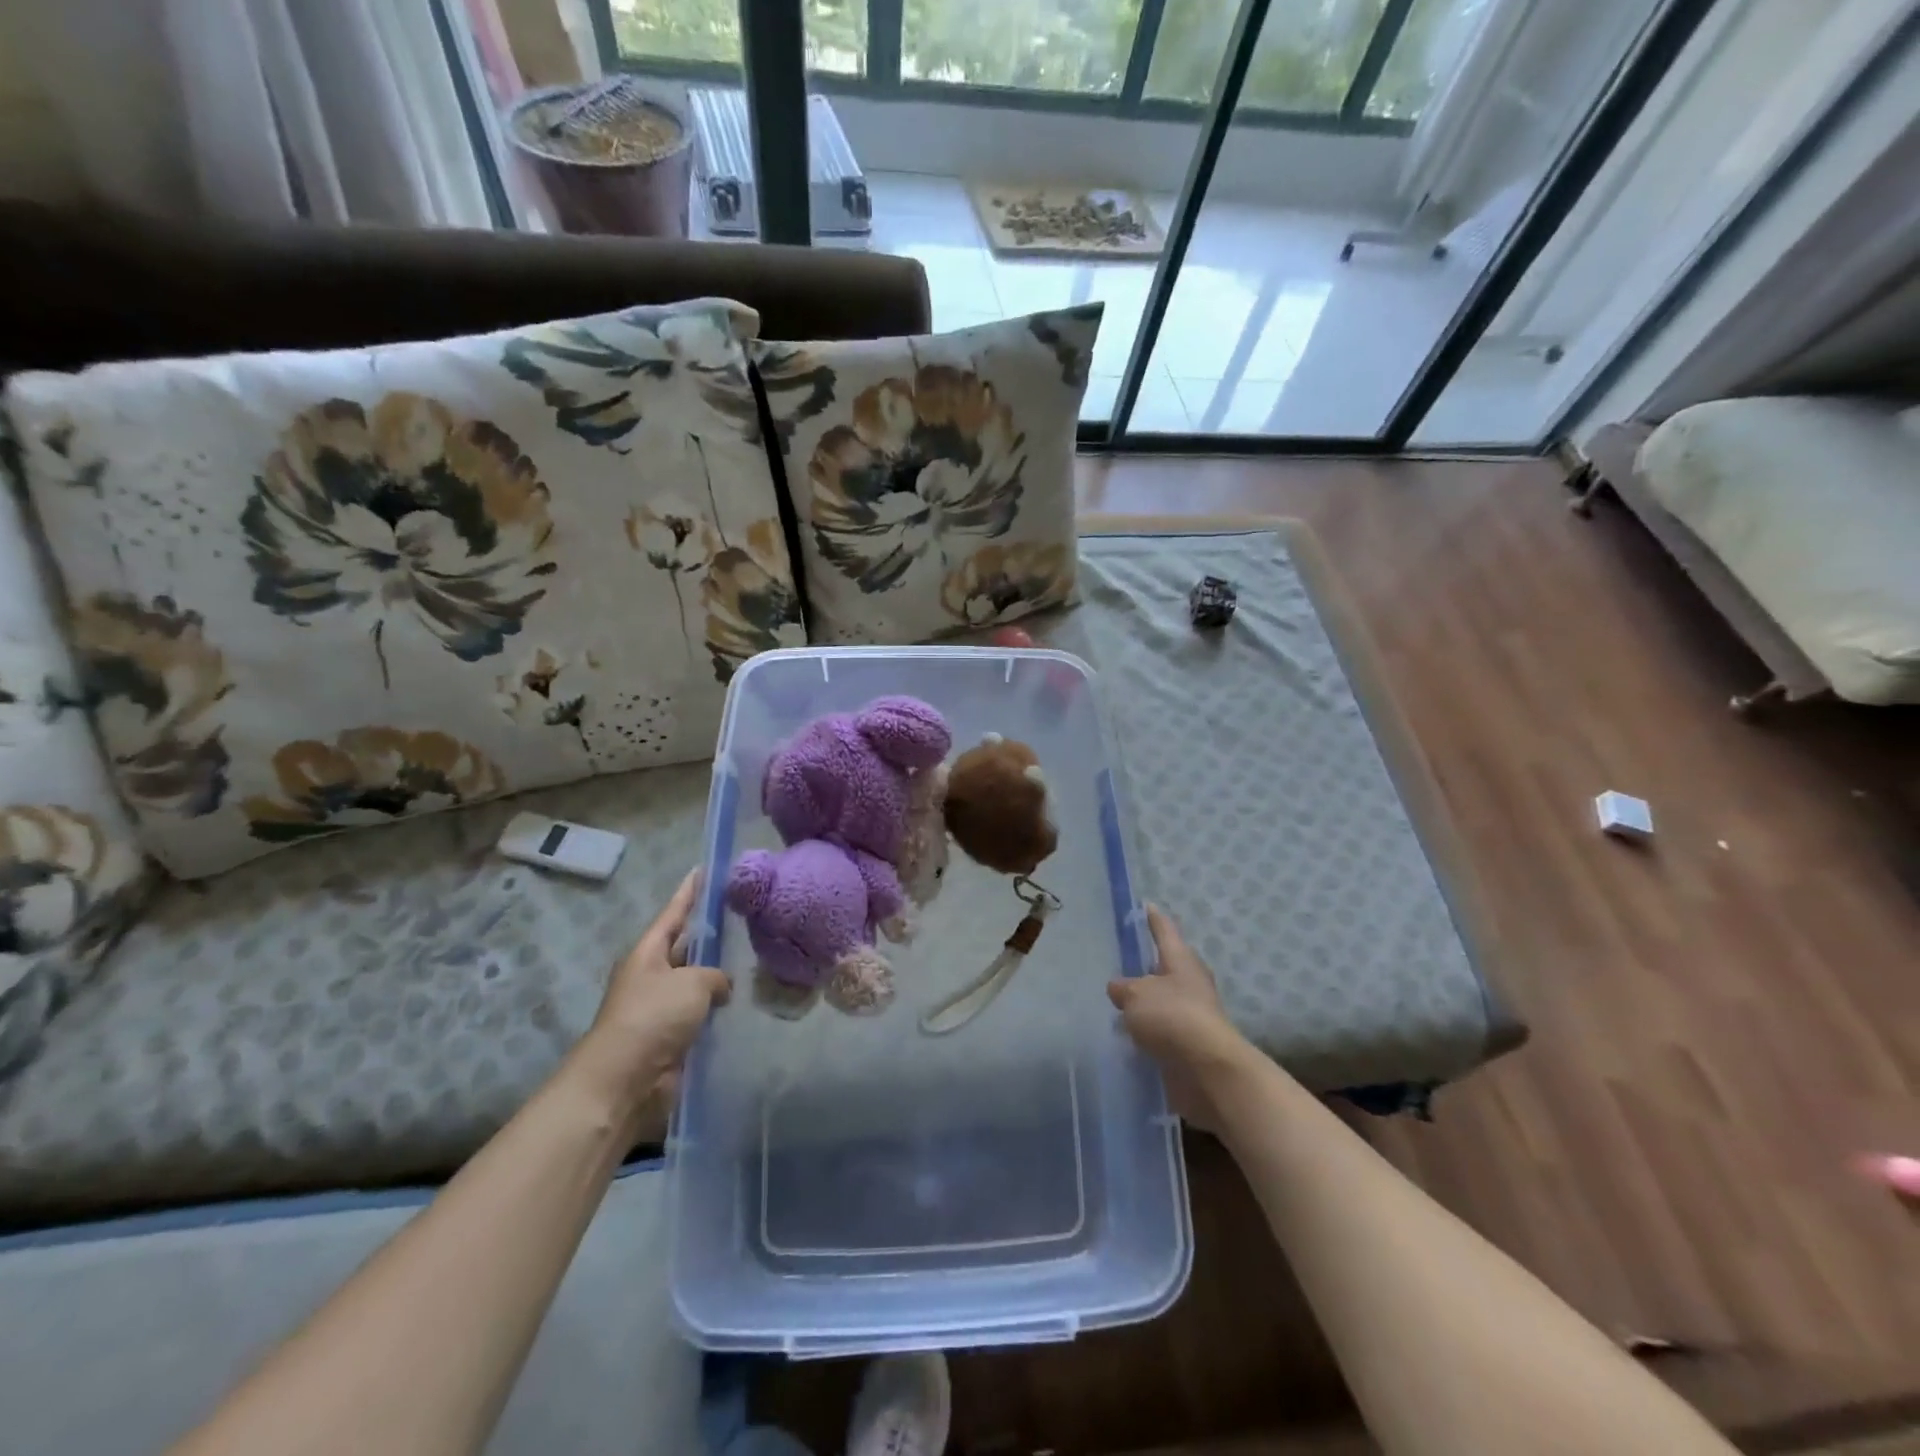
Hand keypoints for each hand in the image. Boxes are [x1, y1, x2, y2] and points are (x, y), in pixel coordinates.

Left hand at [574, 870, 730, 1118]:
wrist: (624, 1081)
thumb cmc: (652, 1017)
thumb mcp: (692, 982)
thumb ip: (714, 975)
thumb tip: (720, 986)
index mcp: (648, 953)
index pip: (673, 913)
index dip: (688, 892)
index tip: (702, 870)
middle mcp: (652, 977)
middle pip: (684, 948)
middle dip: (708, 935)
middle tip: (741, 917)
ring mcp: (660, 1010)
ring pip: (695, 983)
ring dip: (717, 976)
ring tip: (752, 959)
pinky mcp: (671, 1040)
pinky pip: (700, 1015)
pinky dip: (718, 1010)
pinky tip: (743, 1003)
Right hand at [1108, 905, 1253, 1131]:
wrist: (1207, 1072)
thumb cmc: (1172, 1017)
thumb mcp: (1136, 995)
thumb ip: (1123, 988)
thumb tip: (1118, 988)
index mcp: (1181, 960)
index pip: (1164, 930)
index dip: (1153, 918)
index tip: (1146, 905)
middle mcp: (1190, 984)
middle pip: (1165, 967)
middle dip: (1145, 965)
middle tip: (1118, 960)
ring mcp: (1191, 1016)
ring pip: (1162, 1001)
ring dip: (1144, 1002)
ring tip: (1115, 1001)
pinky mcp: (1188, 1046)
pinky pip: (1161, 1031)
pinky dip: (1146, 1031)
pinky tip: (1125, 1034)